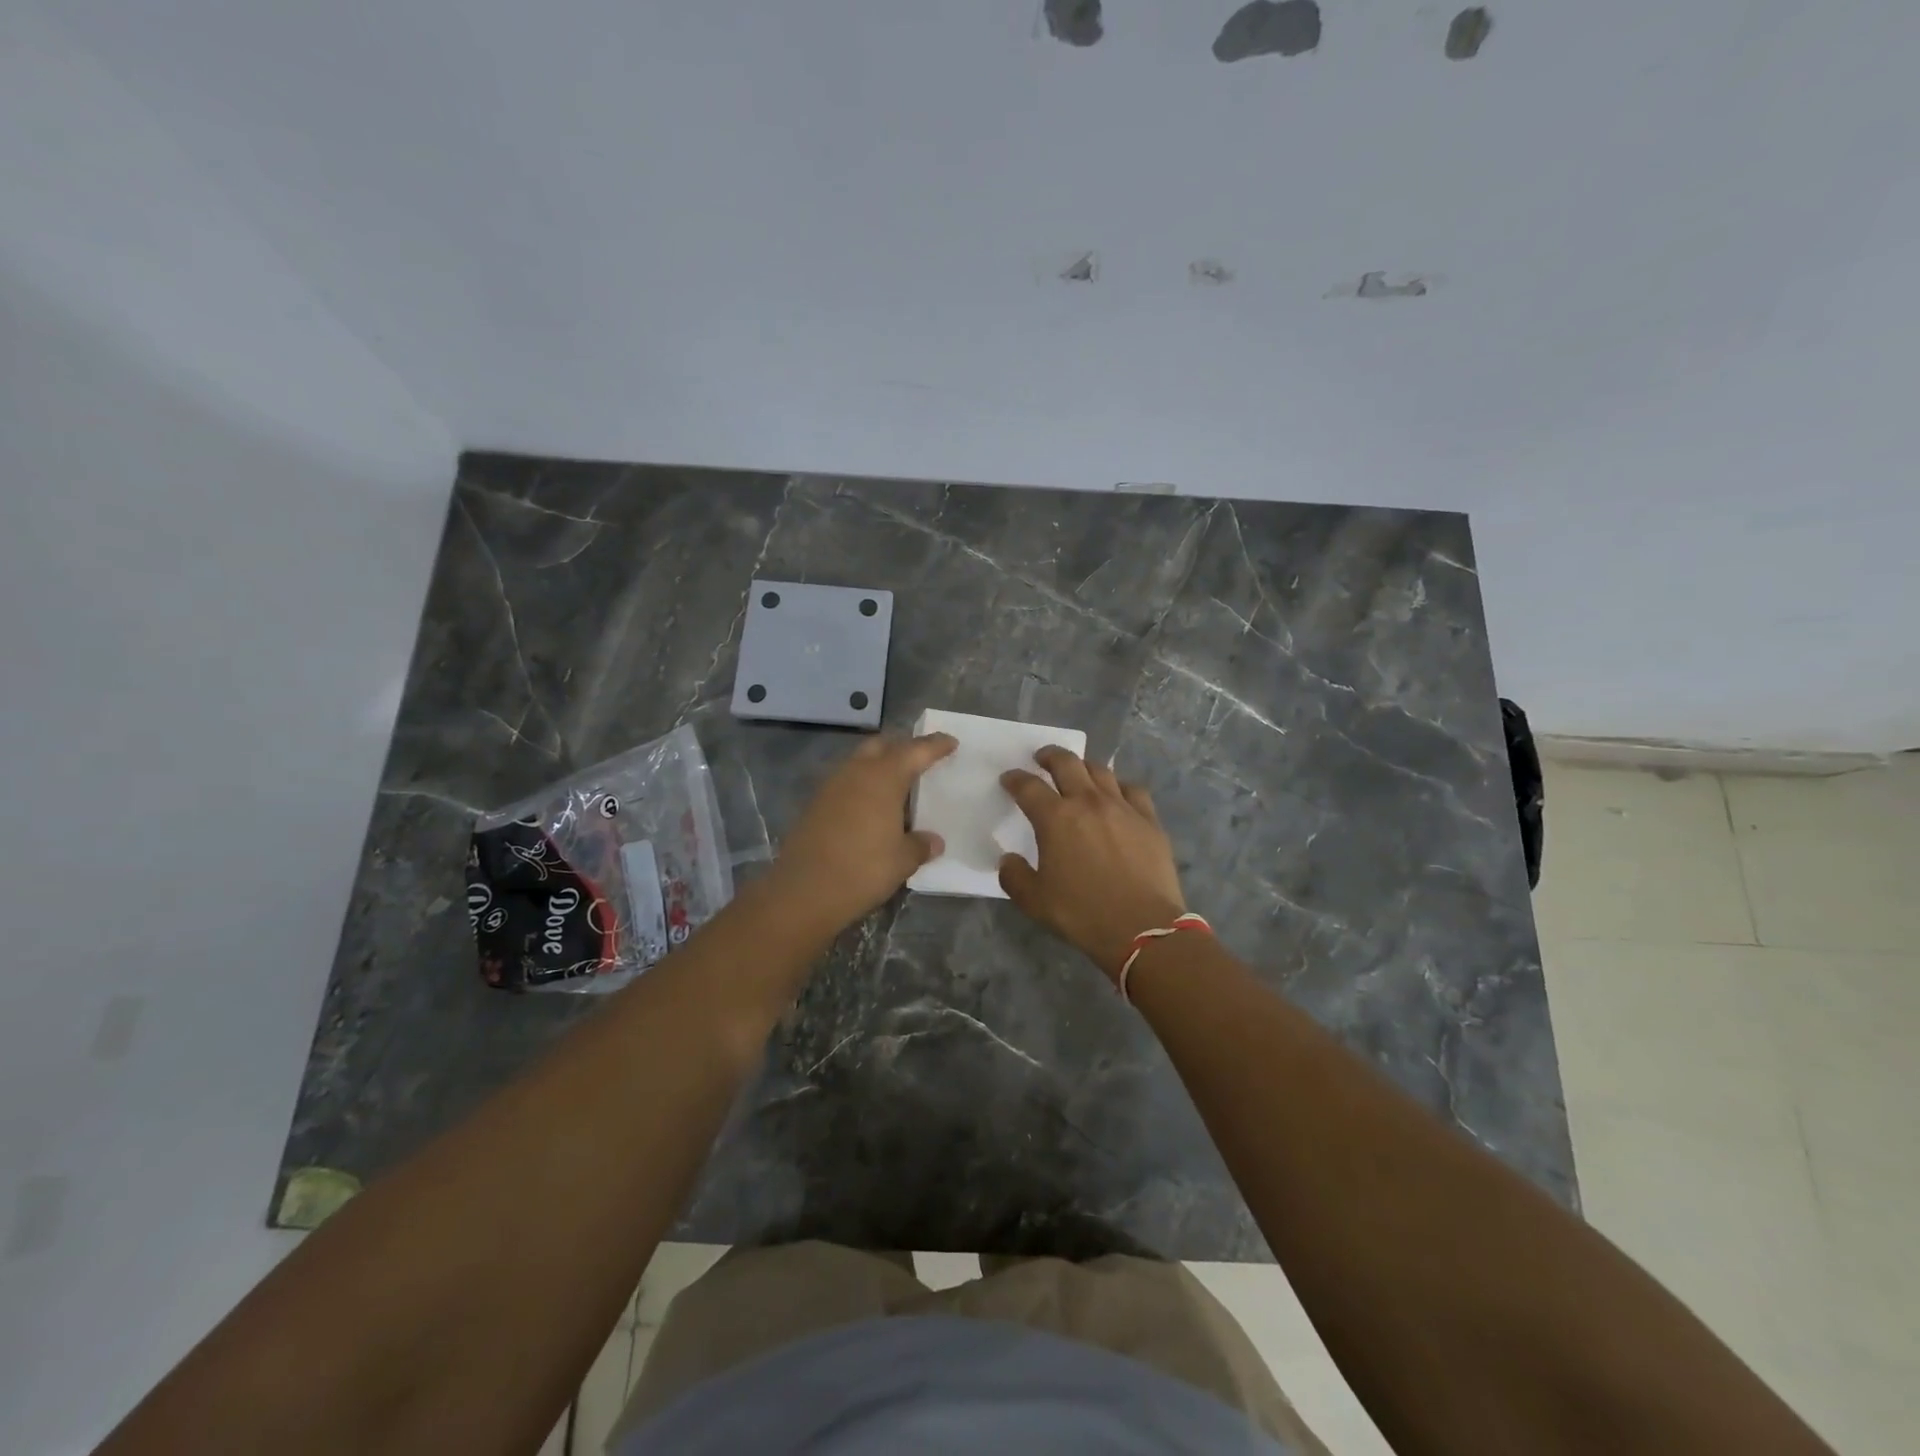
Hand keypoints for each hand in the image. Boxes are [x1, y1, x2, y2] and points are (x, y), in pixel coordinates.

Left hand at [767, 732, 956, 933]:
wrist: (803, 891)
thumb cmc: (863, 869)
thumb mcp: (902, 860)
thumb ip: (920, 845)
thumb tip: (933, 841)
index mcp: (883, 777)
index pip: (915, 751)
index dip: (935, 745)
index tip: (950, 742)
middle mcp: (856, 772)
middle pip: (882, 746)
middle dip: (902, 747)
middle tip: (920, 759)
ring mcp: (831, 787)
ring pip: (859, 763)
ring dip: (878, 767)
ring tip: (897, 787)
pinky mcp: (815, 805)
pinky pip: (845, 784)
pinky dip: (862, 787)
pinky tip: (871, 808)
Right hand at [998, 747, 1186, 980]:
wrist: (1143, 928)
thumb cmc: (1082, 914)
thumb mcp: (1034, 902)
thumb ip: (1014, 876)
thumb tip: (1008, 860)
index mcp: (1055, 818)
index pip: (1028, 787)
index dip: (1015, 779)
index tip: (1009, 779)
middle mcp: (1088, 802)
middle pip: (1066, 763)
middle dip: (1050, 756)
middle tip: (1042, 758)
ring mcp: (1122, 807)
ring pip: (1101, 771)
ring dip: (1084, 766)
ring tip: (1078, 772)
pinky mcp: (1149, 820)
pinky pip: (1133, 790)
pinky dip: (1119, 786)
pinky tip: (1117, 795)